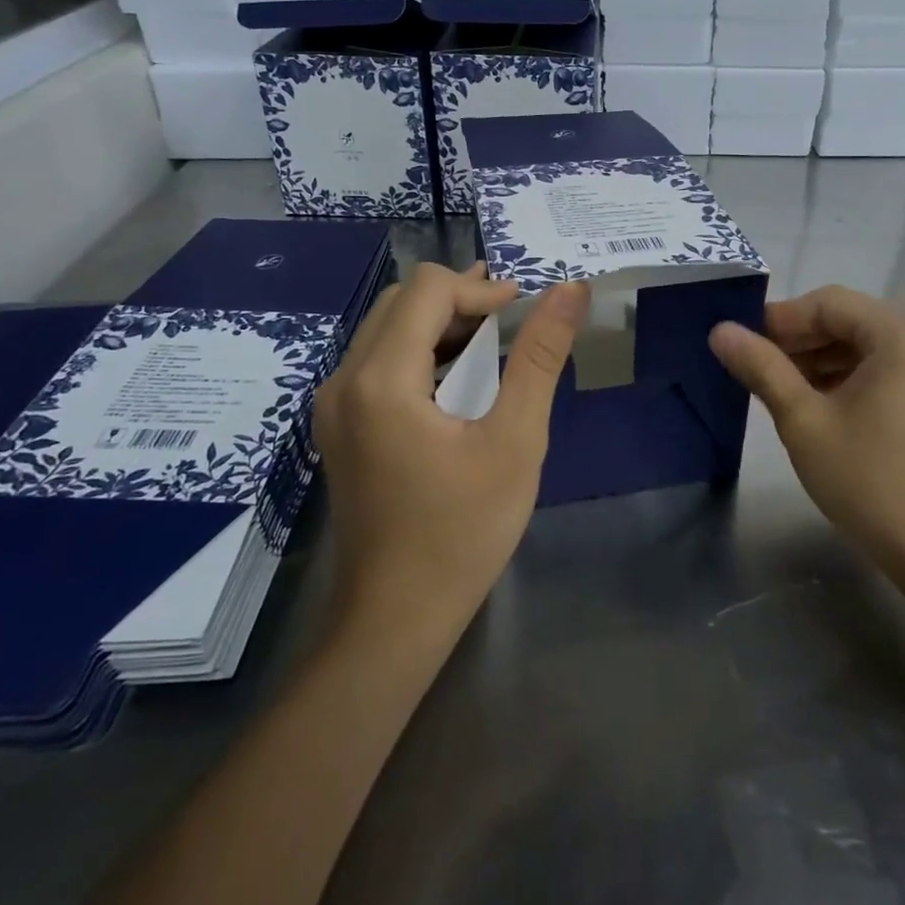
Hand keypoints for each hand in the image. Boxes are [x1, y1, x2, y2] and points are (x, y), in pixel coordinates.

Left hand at [314, 262, 590, 634]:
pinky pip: (379, 360)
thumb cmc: (463, 532)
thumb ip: (540, 357)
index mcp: (381, 379)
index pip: (429, 290)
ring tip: (495, 339)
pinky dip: (422, 351)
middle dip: (461, 299)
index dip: (482, 288)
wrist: (396, 617)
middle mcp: (344, 380)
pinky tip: (459, 376)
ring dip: (442, 323)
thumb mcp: (515, 441)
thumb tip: (570, 289)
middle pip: (403, 301)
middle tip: (513, 323)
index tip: (526, 311)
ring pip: (388, 327)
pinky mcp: (340, 425)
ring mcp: (334, 405)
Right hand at [709, 286, 904, 575]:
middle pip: (845, 321)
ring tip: (773, 387)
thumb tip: (720, 330)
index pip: (827, 303)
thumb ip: (761, 367)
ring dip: (815, 360)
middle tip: (751, 366)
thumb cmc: (868, 478)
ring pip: (859, 346)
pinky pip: (876, 369)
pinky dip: (839, 378)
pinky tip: (808, 402)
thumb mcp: (803, 419)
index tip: (739, 343)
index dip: (779, 319)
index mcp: (900, 333)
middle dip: (796, 341)